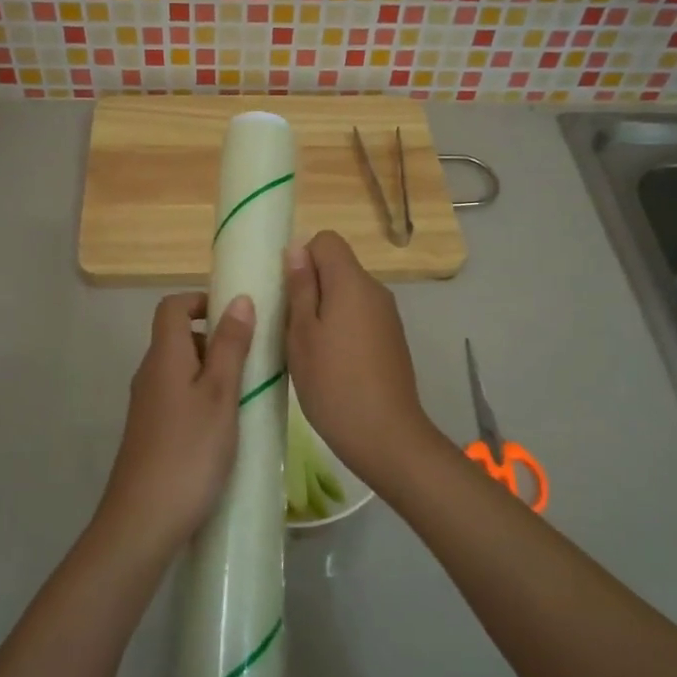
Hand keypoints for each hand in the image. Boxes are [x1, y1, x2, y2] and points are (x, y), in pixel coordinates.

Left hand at [95, 292, 254, 563]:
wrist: (143, 520)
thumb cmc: (189, 451)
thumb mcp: (221, 394)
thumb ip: (231, 346)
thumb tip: (239, 299)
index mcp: (164, 357)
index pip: (172, 306)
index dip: (201, 300)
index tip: (236, 316)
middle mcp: (149, 374)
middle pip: (178, 337)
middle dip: (216, 339)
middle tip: (253, 360)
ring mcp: (148, 405)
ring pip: (182, 370)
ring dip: (213, 371)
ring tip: (247, 394)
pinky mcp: (151, 432)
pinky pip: (179, 397)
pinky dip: (203, 398)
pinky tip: (227, 426)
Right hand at [284, 231, 445, 487]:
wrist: (385, 435)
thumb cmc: (333, 383)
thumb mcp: (302, 334)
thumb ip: (300, 287)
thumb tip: (297, 249)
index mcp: (352, 282)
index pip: (326, 240)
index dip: (302, 258)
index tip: (286, 292)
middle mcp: (375, 291)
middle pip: (338, 268)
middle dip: (310, 287)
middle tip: (288, 325)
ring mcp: (387, 317)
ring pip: (347, 295)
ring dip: (324, 310)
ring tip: (306, 349)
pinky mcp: (391, 340)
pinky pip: (360, 317)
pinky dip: (341, 329)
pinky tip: (330, 364)